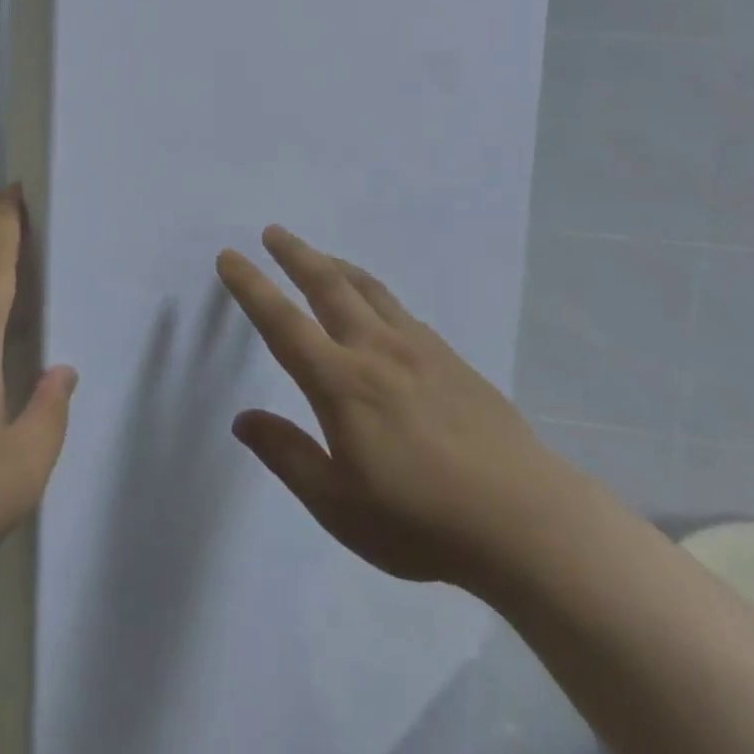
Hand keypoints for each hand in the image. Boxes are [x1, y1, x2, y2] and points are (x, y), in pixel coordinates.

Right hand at [216, 226, 564, 591]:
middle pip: (328, 285)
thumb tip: (243, 418)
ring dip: (337, 265)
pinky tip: (377, 307)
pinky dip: (374, 293)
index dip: (252, 287)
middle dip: (296, 254)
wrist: (524, 519)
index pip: (283, 323)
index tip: (230, 256)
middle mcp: (376, 350)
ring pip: (369, 289)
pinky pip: (401, 310)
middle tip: (274, 232)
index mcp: (341, 383)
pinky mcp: (451, 358)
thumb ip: (287, 455)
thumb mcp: (338, 506)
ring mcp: (419, 349)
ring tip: (319, 256)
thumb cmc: (420, 521)